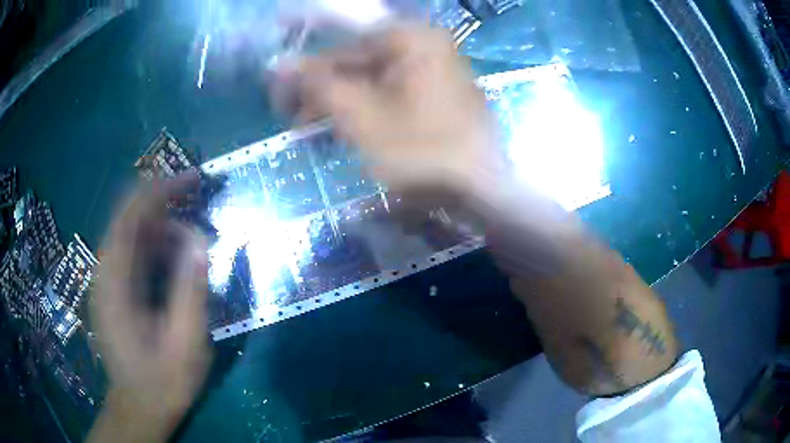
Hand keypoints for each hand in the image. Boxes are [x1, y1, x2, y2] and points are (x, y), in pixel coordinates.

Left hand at [89, 172, 211, 440]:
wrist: (139, 407)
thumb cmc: (162, 383)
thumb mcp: (184, 346)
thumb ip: (191, 293)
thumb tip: (202, 243)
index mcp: (114, 285)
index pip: (129, 217)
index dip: (159, 190)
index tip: (192, 179)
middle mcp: (105, 274)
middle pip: (128, 217)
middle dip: (163, 200)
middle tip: (198, 197)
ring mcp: (107, 280)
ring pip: (131, 232)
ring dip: (162, 225)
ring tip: (193, 237)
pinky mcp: (114, 288)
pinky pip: (133, 251)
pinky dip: (155, 243)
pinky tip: (175, 256)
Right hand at [293, 23, 502, 193]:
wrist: (485, 193)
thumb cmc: (422, 152)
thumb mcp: (361, 117)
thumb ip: (318, 85)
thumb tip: (278, 63)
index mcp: (411, 39)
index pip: (342, 44)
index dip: (306, 69)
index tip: (279, 91)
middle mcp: (426, 47)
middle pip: (359, 62)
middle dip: (322, 90)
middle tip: (291, 118)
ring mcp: (436, 73)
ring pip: (374, 81)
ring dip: (340, 103)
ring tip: (311, 130)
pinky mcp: (438, 98)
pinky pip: (392, 95)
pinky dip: (366, 111)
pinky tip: (344, 130)